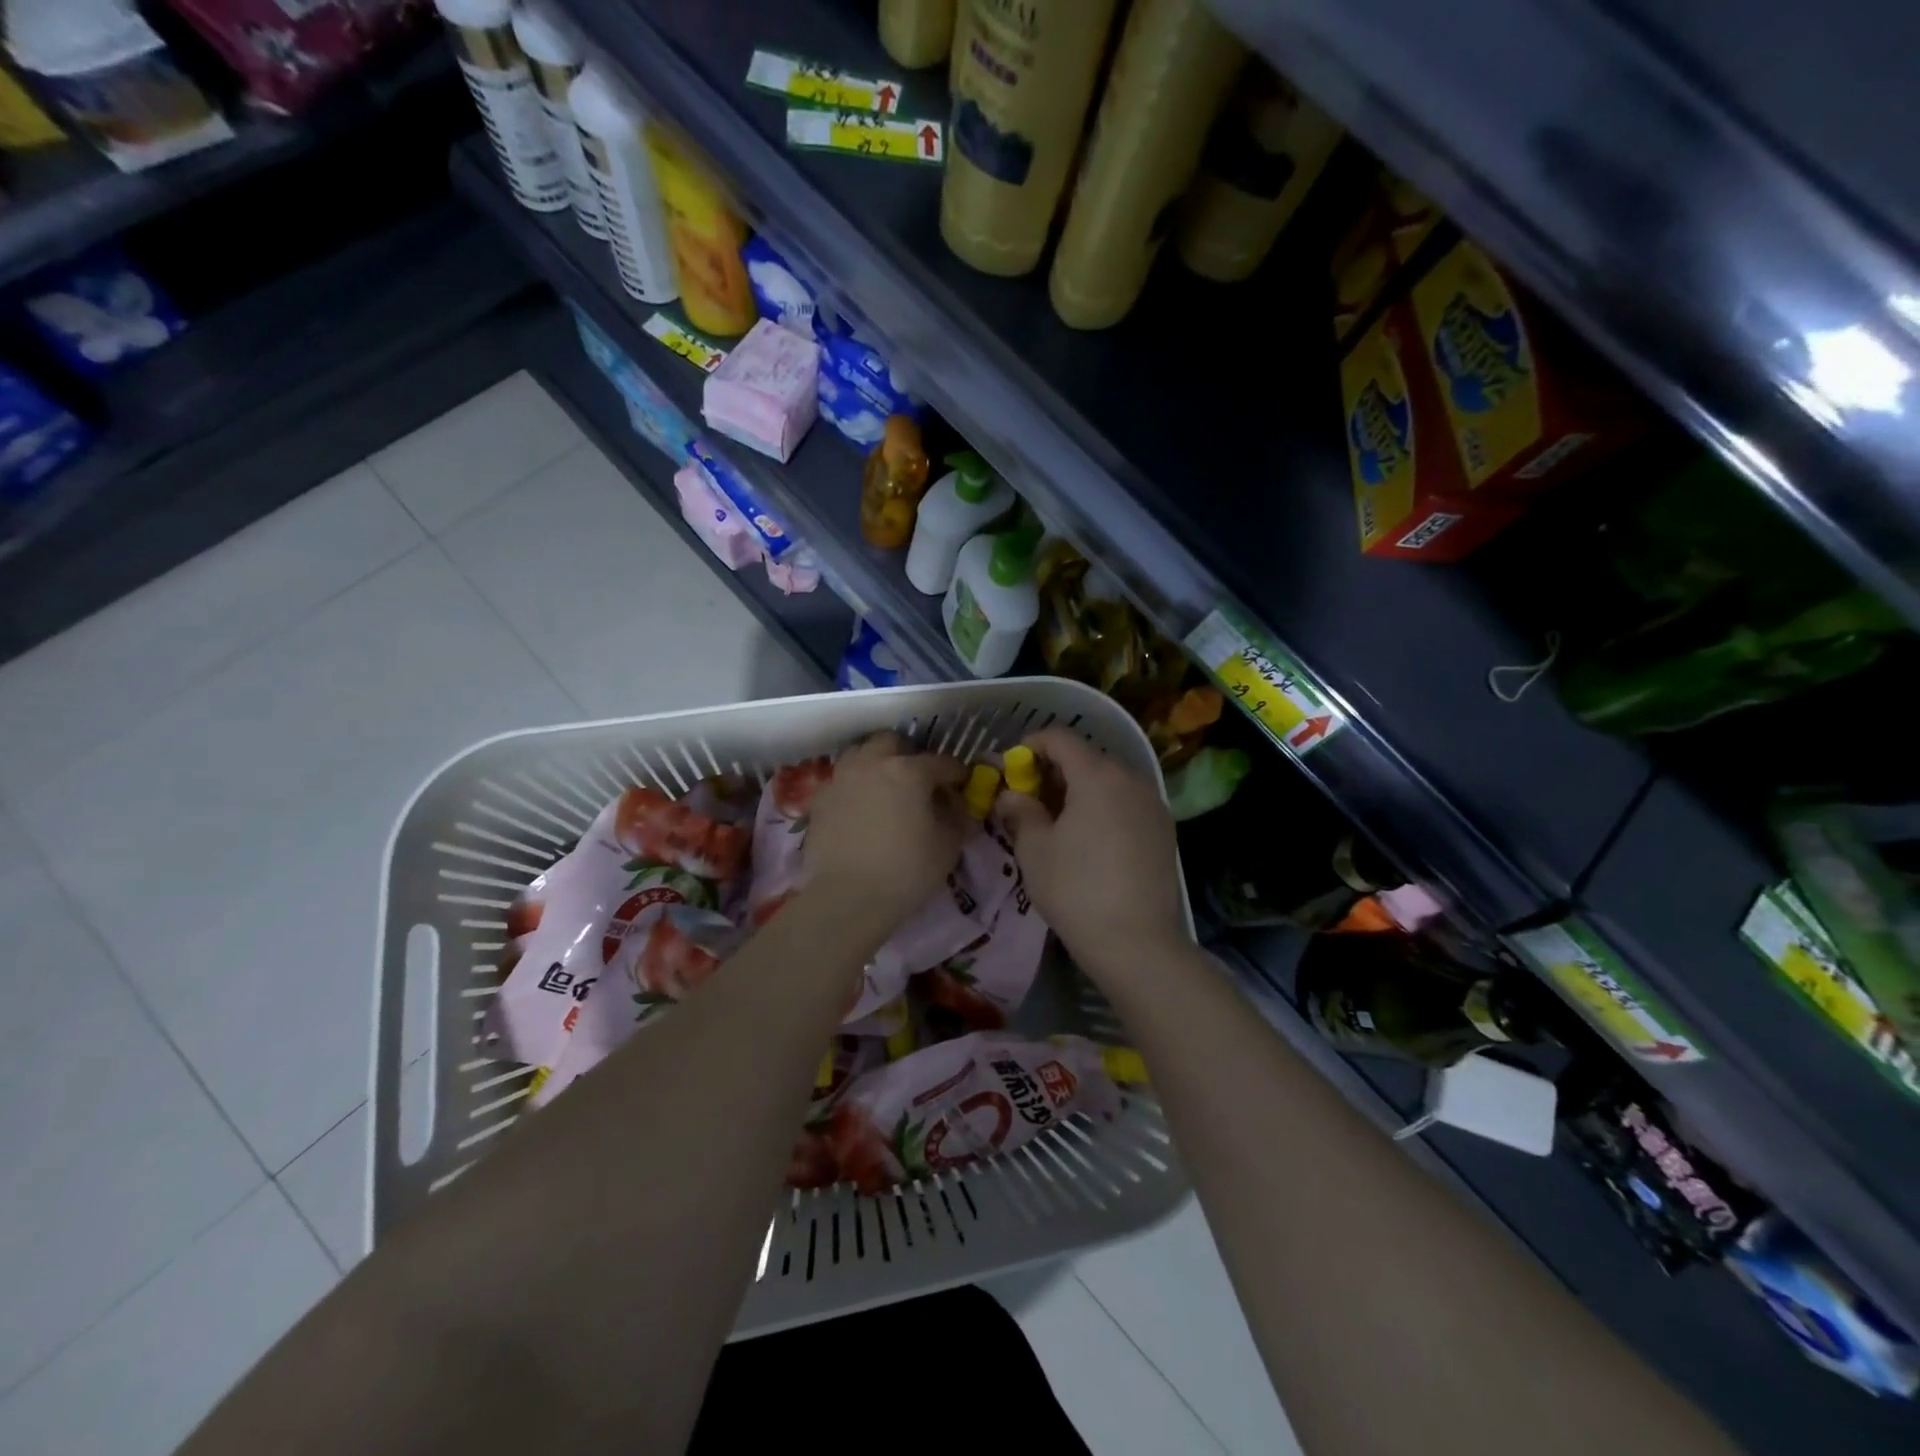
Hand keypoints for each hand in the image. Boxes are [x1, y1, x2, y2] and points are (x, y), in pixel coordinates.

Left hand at [803, 733, 968, 936]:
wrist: (847, 898)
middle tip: (918, 781)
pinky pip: (841, 781)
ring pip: (860, 754)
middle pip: (892, 742)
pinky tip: (860, 809)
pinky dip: (854, 787)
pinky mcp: (819, 800)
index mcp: (908, 770)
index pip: (941, 762)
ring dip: (876, 763)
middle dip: (908, 755)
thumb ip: (957, 818)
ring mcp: (841, 779)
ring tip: (885, 789)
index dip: (956, 774)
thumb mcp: (948, 846)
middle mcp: (872, 764)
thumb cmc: (907, 870)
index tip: (962, 785)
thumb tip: (958, 807)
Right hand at [996, 727, 1187, 984]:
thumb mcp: (1035, 849)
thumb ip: (1020, 811)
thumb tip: (1010, 795)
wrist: (1137, 942)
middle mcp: (1131, 779)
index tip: (1012, 766)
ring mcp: (1153, 804)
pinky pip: (1127, 803)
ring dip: (1080, 789)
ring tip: (1057, 820)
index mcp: (1097, 775)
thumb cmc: (1076, 889)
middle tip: (1030, 797)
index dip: (1031, 745)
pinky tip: (1089, 839)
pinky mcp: (1164, 830)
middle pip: (1087, 757)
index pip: (1060, 739)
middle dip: (1054, 770)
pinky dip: (1104, 807)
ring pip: (1109, 781)